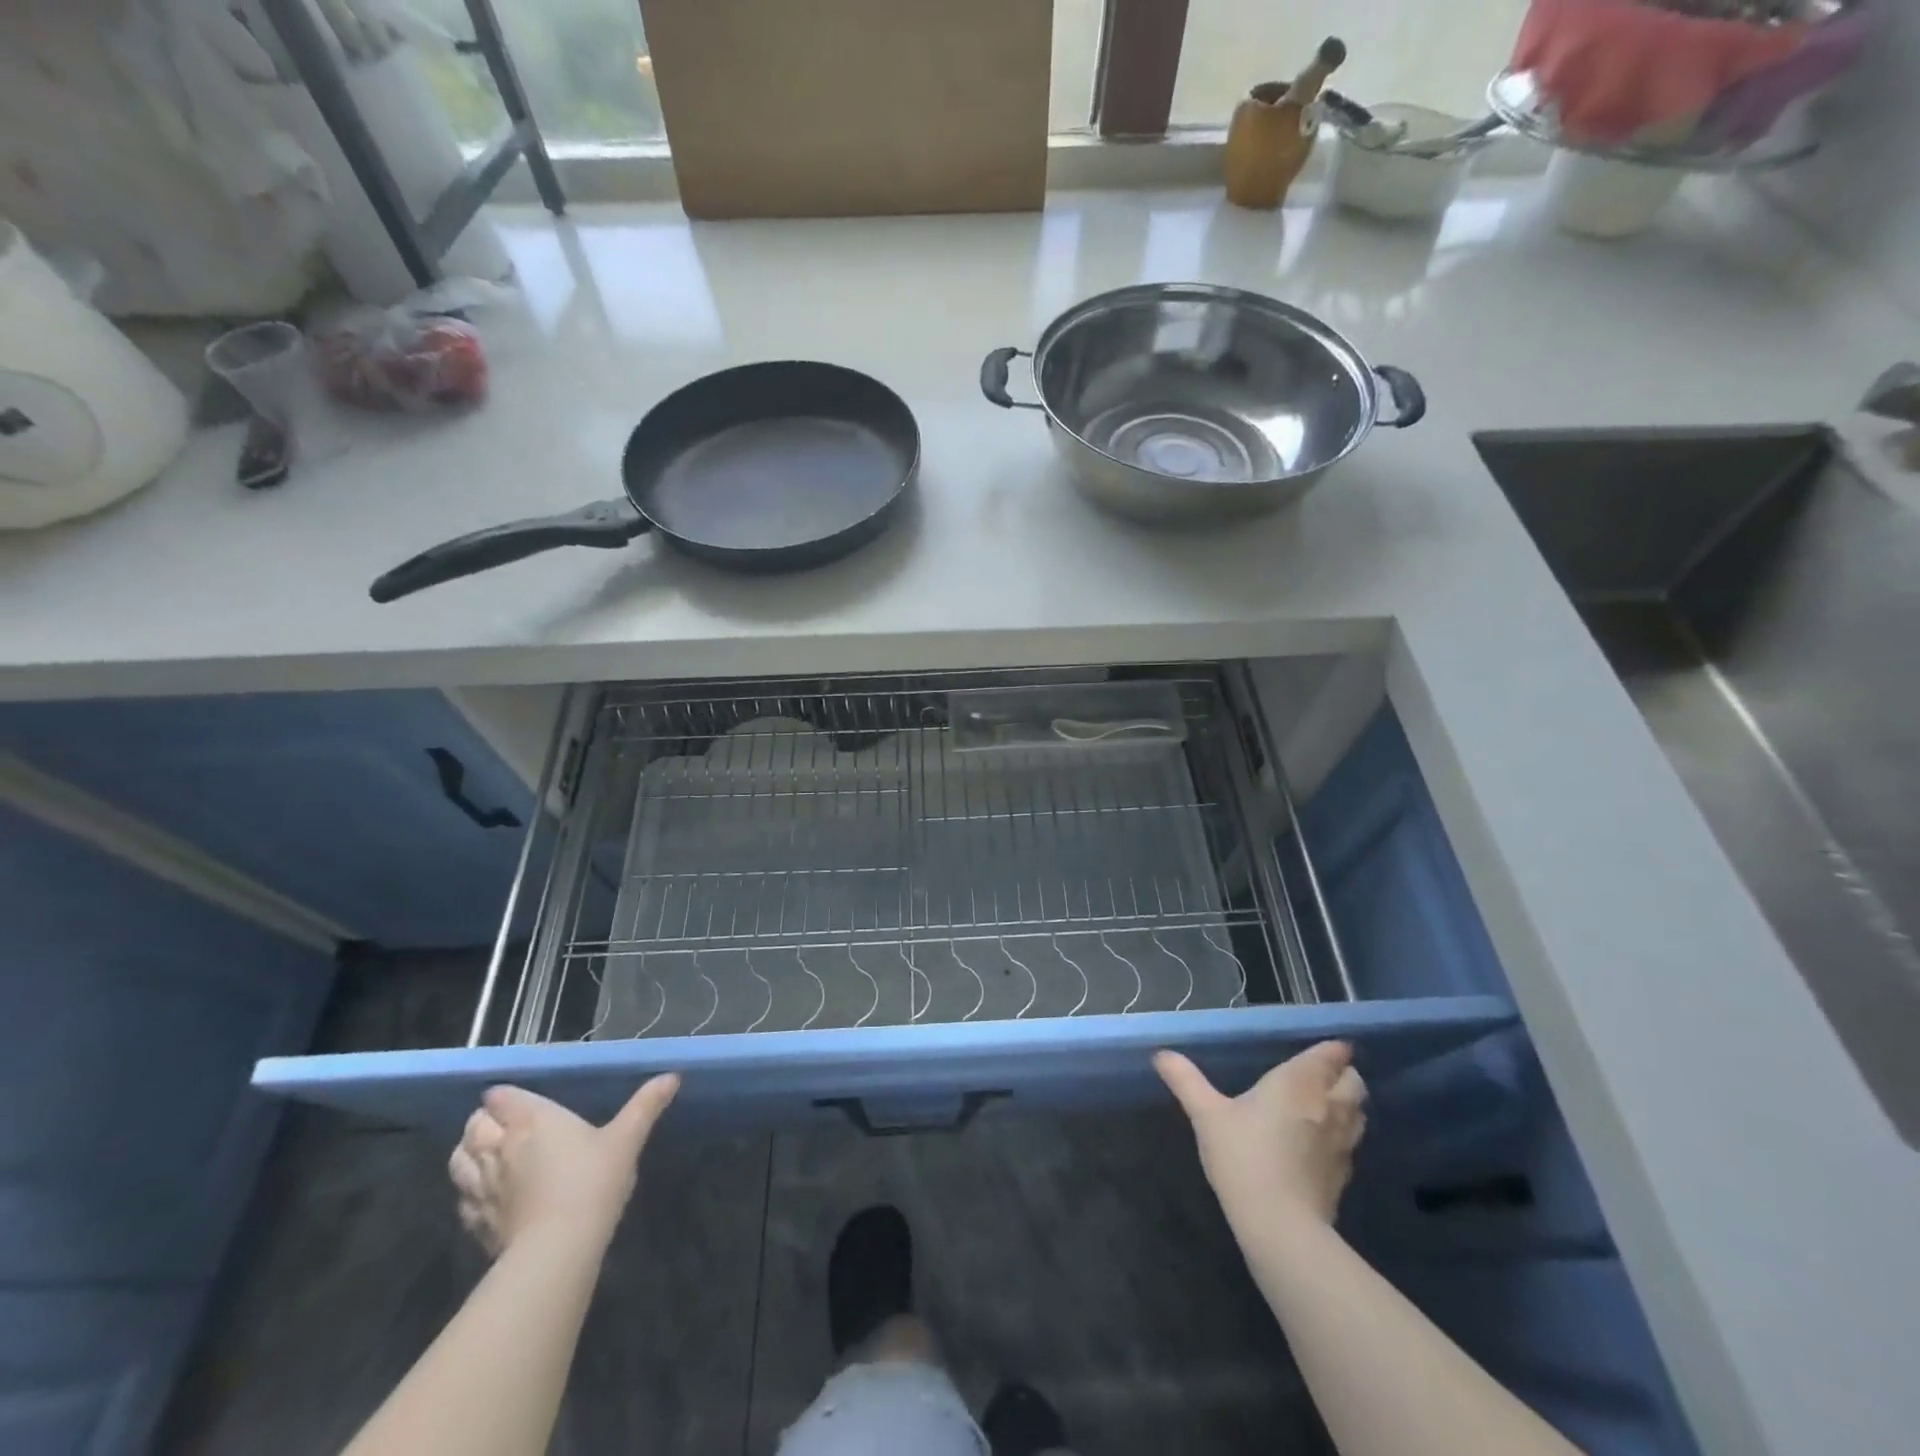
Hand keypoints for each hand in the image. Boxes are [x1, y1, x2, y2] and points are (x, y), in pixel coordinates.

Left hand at [448, 1077, 679, 1257]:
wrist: (558, 1248)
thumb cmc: (592, 1180)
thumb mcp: (627, 1138)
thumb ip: (646, 1105)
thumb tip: (672, 1075)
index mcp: (532, 1120)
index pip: (500, 1097)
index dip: (504, 1097)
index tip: (516, 1101)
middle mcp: (500, 1147)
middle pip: (474, 1126)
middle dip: (482, 1122)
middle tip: (501, 1125)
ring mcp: (483, 1187)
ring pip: (458, 1161)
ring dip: (468, 1154)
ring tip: (484, 1156)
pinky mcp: (476, 1223)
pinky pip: (463, 1200)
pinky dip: (468, 1192)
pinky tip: (484, 1197)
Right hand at [1155, 1042, 1366, 1233]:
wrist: (1281, 1227)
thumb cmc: (1243, 1157)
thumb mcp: (1206, 1115)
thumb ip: (1186, 1080)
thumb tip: (1160, 1054)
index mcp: (1299, 1082)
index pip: (1331, 1055)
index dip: (1332, 1049)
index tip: (1325, 1048)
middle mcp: (1328, 1105)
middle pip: (1354, 1082)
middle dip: (1343, 1074)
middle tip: (1320, 1075)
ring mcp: (1342, 1142)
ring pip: (1358, 1112)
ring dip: (1347, 1104)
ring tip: (1323, 1105)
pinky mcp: (1344, 1175)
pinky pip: (1351, 1143)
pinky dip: (1342, 1136)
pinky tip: (1319, 1144)